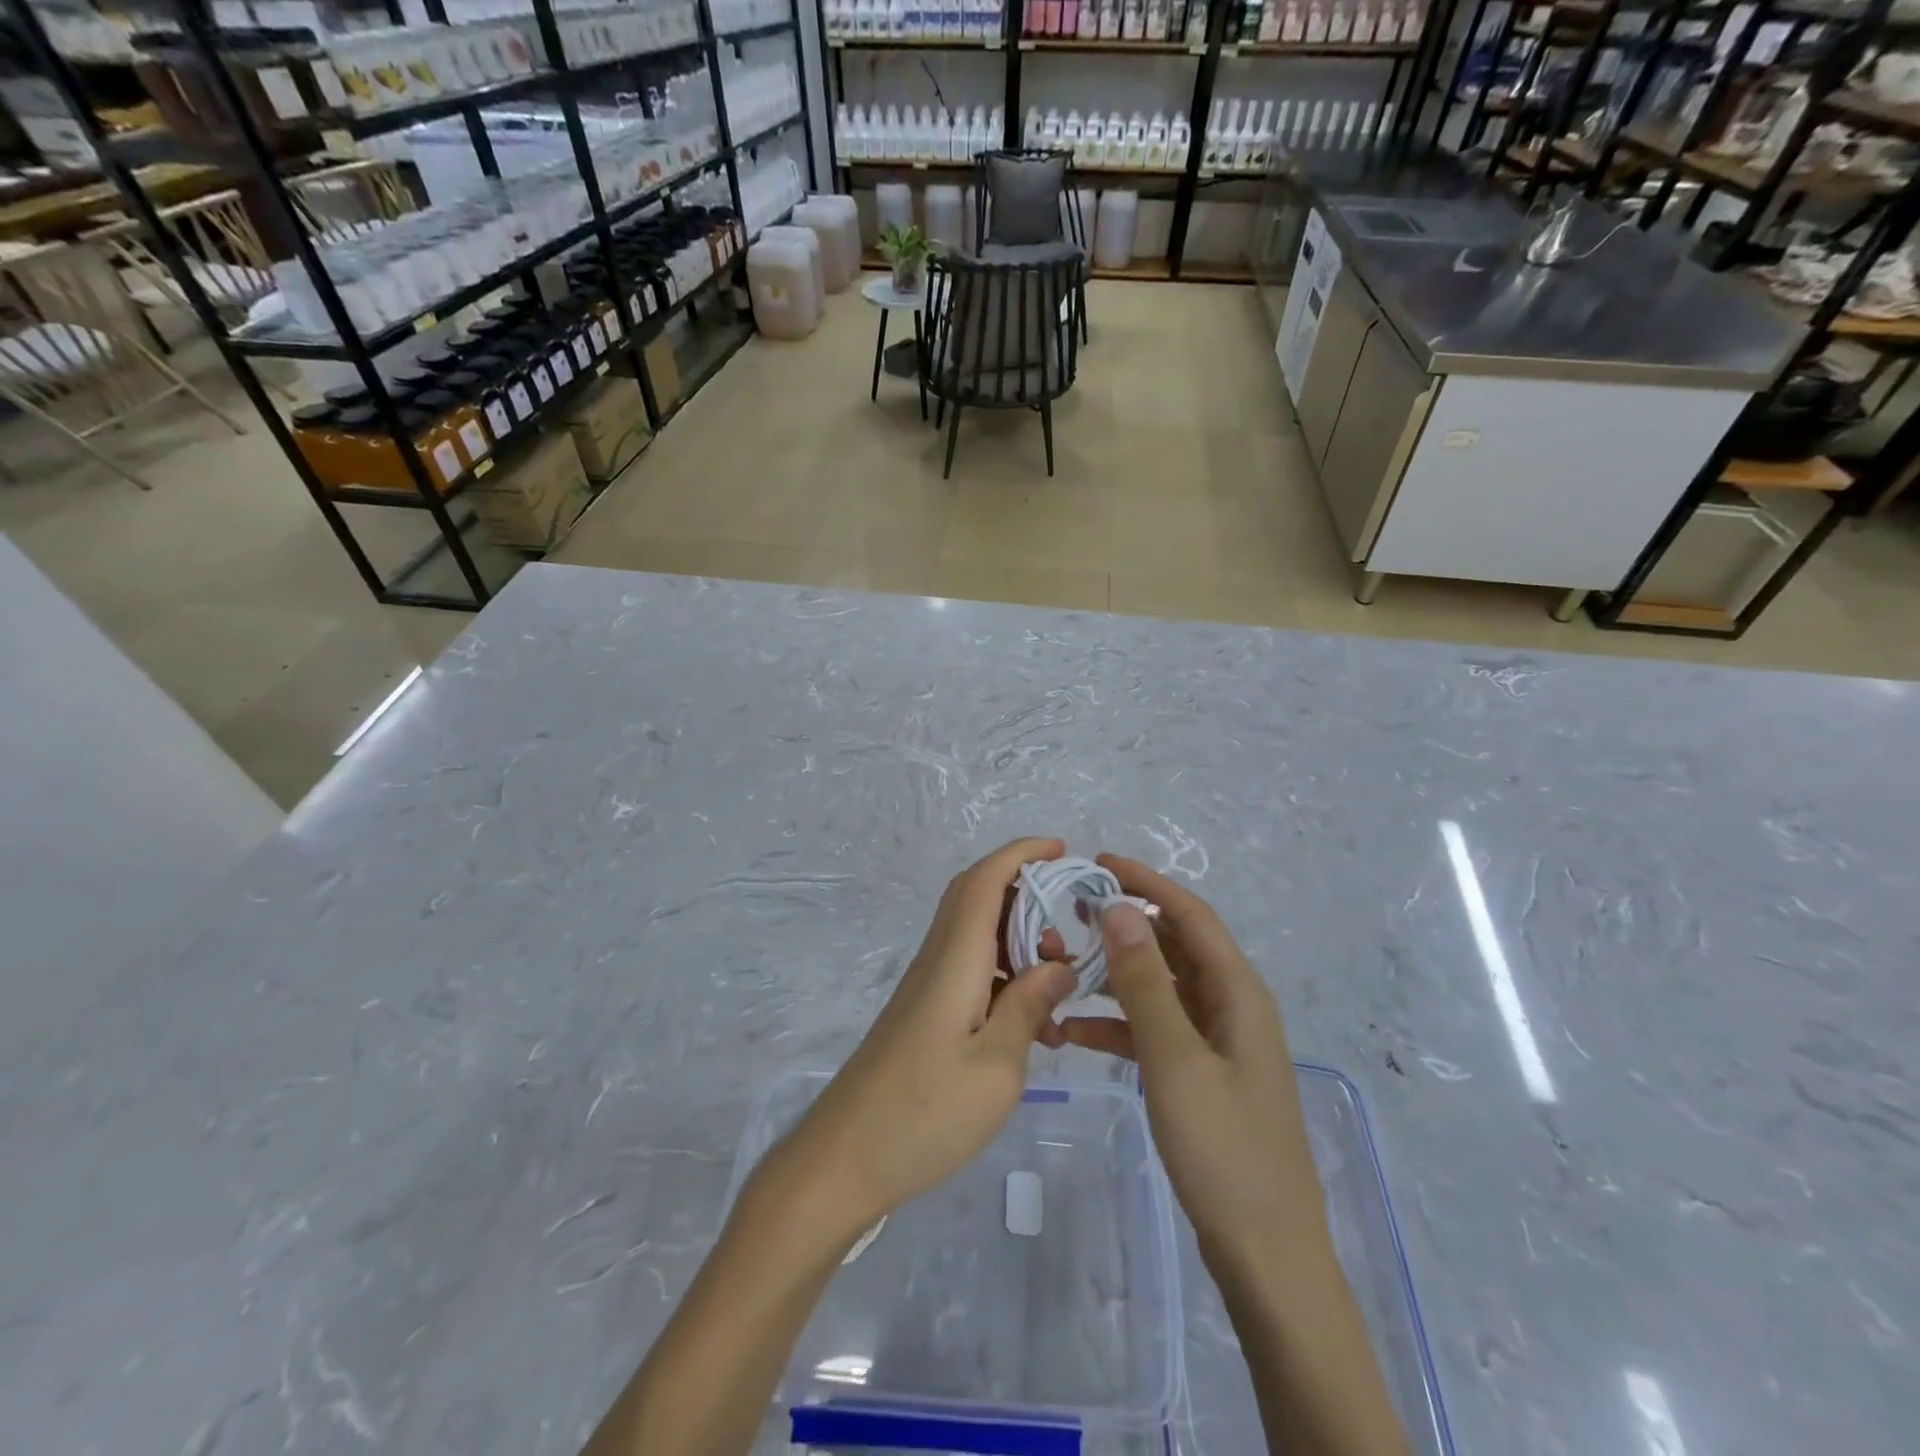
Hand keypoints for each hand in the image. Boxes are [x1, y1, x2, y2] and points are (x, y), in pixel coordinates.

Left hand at [769, 837, 1077, 1238]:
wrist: (844, 1161)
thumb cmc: (924, 1114)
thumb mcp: (996, 1067)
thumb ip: (1029, 1006)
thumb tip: (1059, 965)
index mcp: (955, 959)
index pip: (985, 880)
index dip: (1021, 853)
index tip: (1061, 849)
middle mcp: (938, 960)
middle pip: (978, 898)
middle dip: (1027, 895)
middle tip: (1070, 929)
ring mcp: (928, 987)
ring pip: (978, 937)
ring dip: (1021, 945)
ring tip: (1060, 987)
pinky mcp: (925, 1013)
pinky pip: (972, 972)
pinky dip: (1006, 980)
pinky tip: (1033, 1027)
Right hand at [1063, 855, 1328, 1269]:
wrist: (1265, 1253)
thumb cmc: (1224, 1149)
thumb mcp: (1175, 1058)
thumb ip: (1144, 982)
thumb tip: (1118, 908)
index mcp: (1237, 992)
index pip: (1190, 915)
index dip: (1147, 883)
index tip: (1098, 863)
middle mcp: (1231, 1006)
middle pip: (1176, 947)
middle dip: (1126, 926)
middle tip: (1072, 915)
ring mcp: (1218, 1042)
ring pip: (1162, 988)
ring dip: (1118, 976)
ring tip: (1065, 967)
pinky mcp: (1203, 1074)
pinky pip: (1158, 1030)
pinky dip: (1120, 1023)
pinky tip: (1076, 1031)